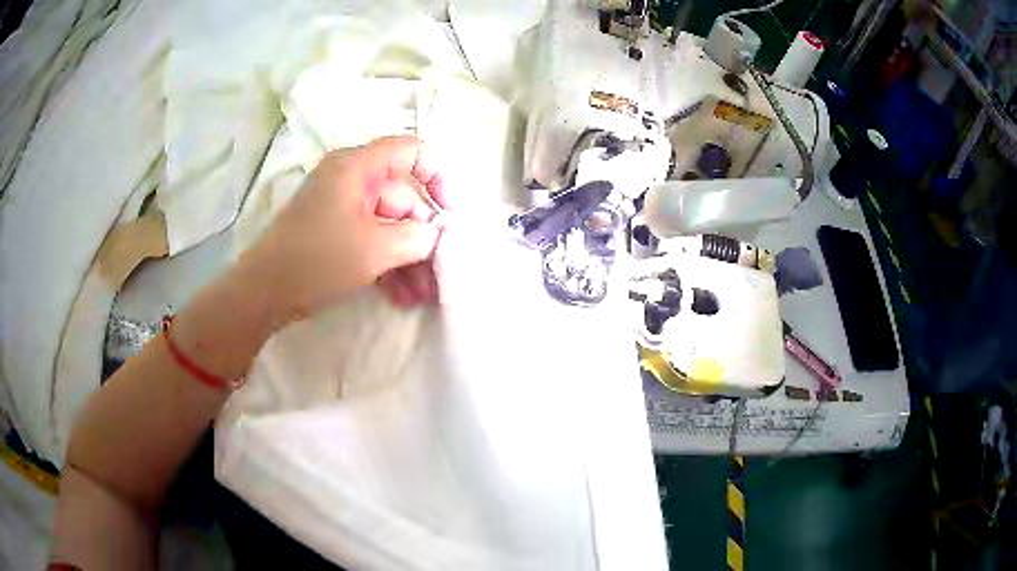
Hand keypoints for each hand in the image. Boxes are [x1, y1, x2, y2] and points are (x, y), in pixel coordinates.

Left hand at [240, 136, 446, 326]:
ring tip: (422, 297)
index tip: (448, 212)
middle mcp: (350, 180)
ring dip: (407, 259)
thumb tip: (434, 234)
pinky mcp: (334, 233)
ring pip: (388, 225)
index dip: (436, 175)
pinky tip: (401, 296)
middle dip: (422, 238)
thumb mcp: (375, 248)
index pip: (410, 151)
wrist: (264, 292)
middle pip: (402, 198)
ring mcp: (341, 208)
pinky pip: (370, 240)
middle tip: (438, 274)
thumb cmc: (317, 259)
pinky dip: (386, 264)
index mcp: (357, 167)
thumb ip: (415, 237)